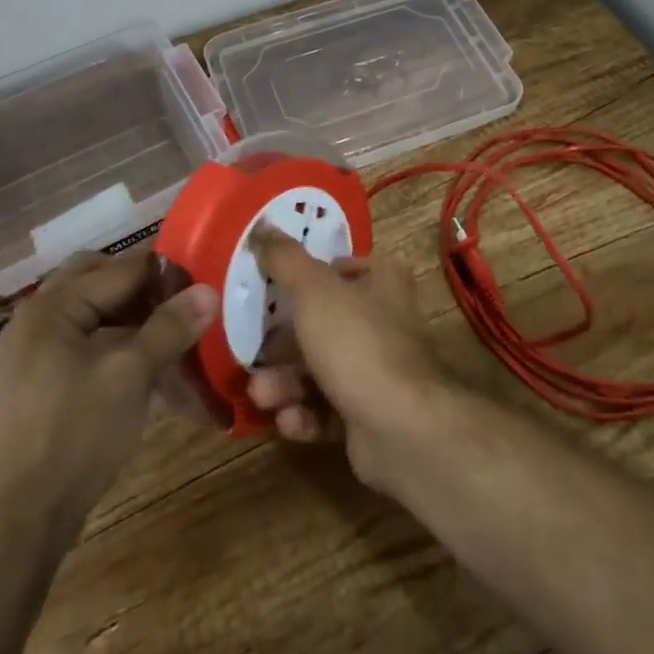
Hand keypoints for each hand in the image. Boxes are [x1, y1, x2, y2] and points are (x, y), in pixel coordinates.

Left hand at [0, 248, 218, 532]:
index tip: (205, 284)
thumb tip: (209, 291)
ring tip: (173, 339)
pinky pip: (84, 347)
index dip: (166, 273)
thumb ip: (170, 327)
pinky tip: (147, 372)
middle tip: (183, 307)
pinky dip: (116, 348)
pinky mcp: (39, 387)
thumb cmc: (75, 435)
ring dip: (133, 321)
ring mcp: (33, 355)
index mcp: (52, 307)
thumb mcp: (131, 375)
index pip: (121, 268)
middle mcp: (37, 321)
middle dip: (145, 291)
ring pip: (94, 316)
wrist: (18, 525)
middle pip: (101, 283)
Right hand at [245, 228, 453, 493]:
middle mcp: (383, 320)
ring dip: (285, 383)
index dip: (302, 277)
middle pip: (322, 323)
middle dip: (282, 343)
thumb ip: (284, 259)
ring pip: (320, 368)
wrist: (401, 428)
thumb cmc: (356, 343)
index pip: (338, 269)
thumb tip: (262, 225)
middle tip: (251, 354)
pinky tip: (288, 421)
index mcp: (381, 281)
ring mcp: (378, 369)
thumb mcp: (313, 290)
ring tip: (262, 395)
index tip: (266, 290)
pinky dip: (305, 414)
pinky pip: (328, 409)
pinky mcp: (370, 414)